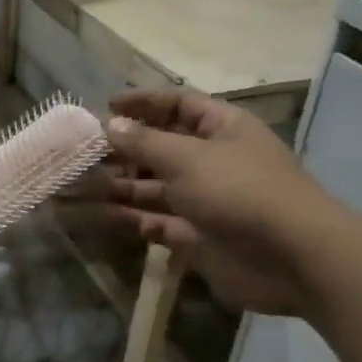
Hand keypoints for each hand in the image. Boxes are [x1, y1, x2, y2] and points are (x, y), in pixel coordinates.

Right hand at [91, 89, 348, 314]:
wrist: (291, 258)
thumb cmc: (241, 192)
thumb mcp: (189, 158)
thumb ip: (145, 143)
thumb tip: (110, 125)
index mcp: (221, 130)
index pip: (179, 105)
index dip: (144, 103)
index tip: (105, 106)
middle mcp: (210, 161)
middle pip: (158, 148)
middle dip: (119, 149)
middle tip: (77, 151)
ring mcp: (201, 200)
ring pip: (149, 188)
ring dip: (113, 186)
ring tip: (71, 184)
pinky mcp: (192, 236)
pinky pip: (150, 221)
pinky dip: (121, 218)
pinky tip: (88, 215)